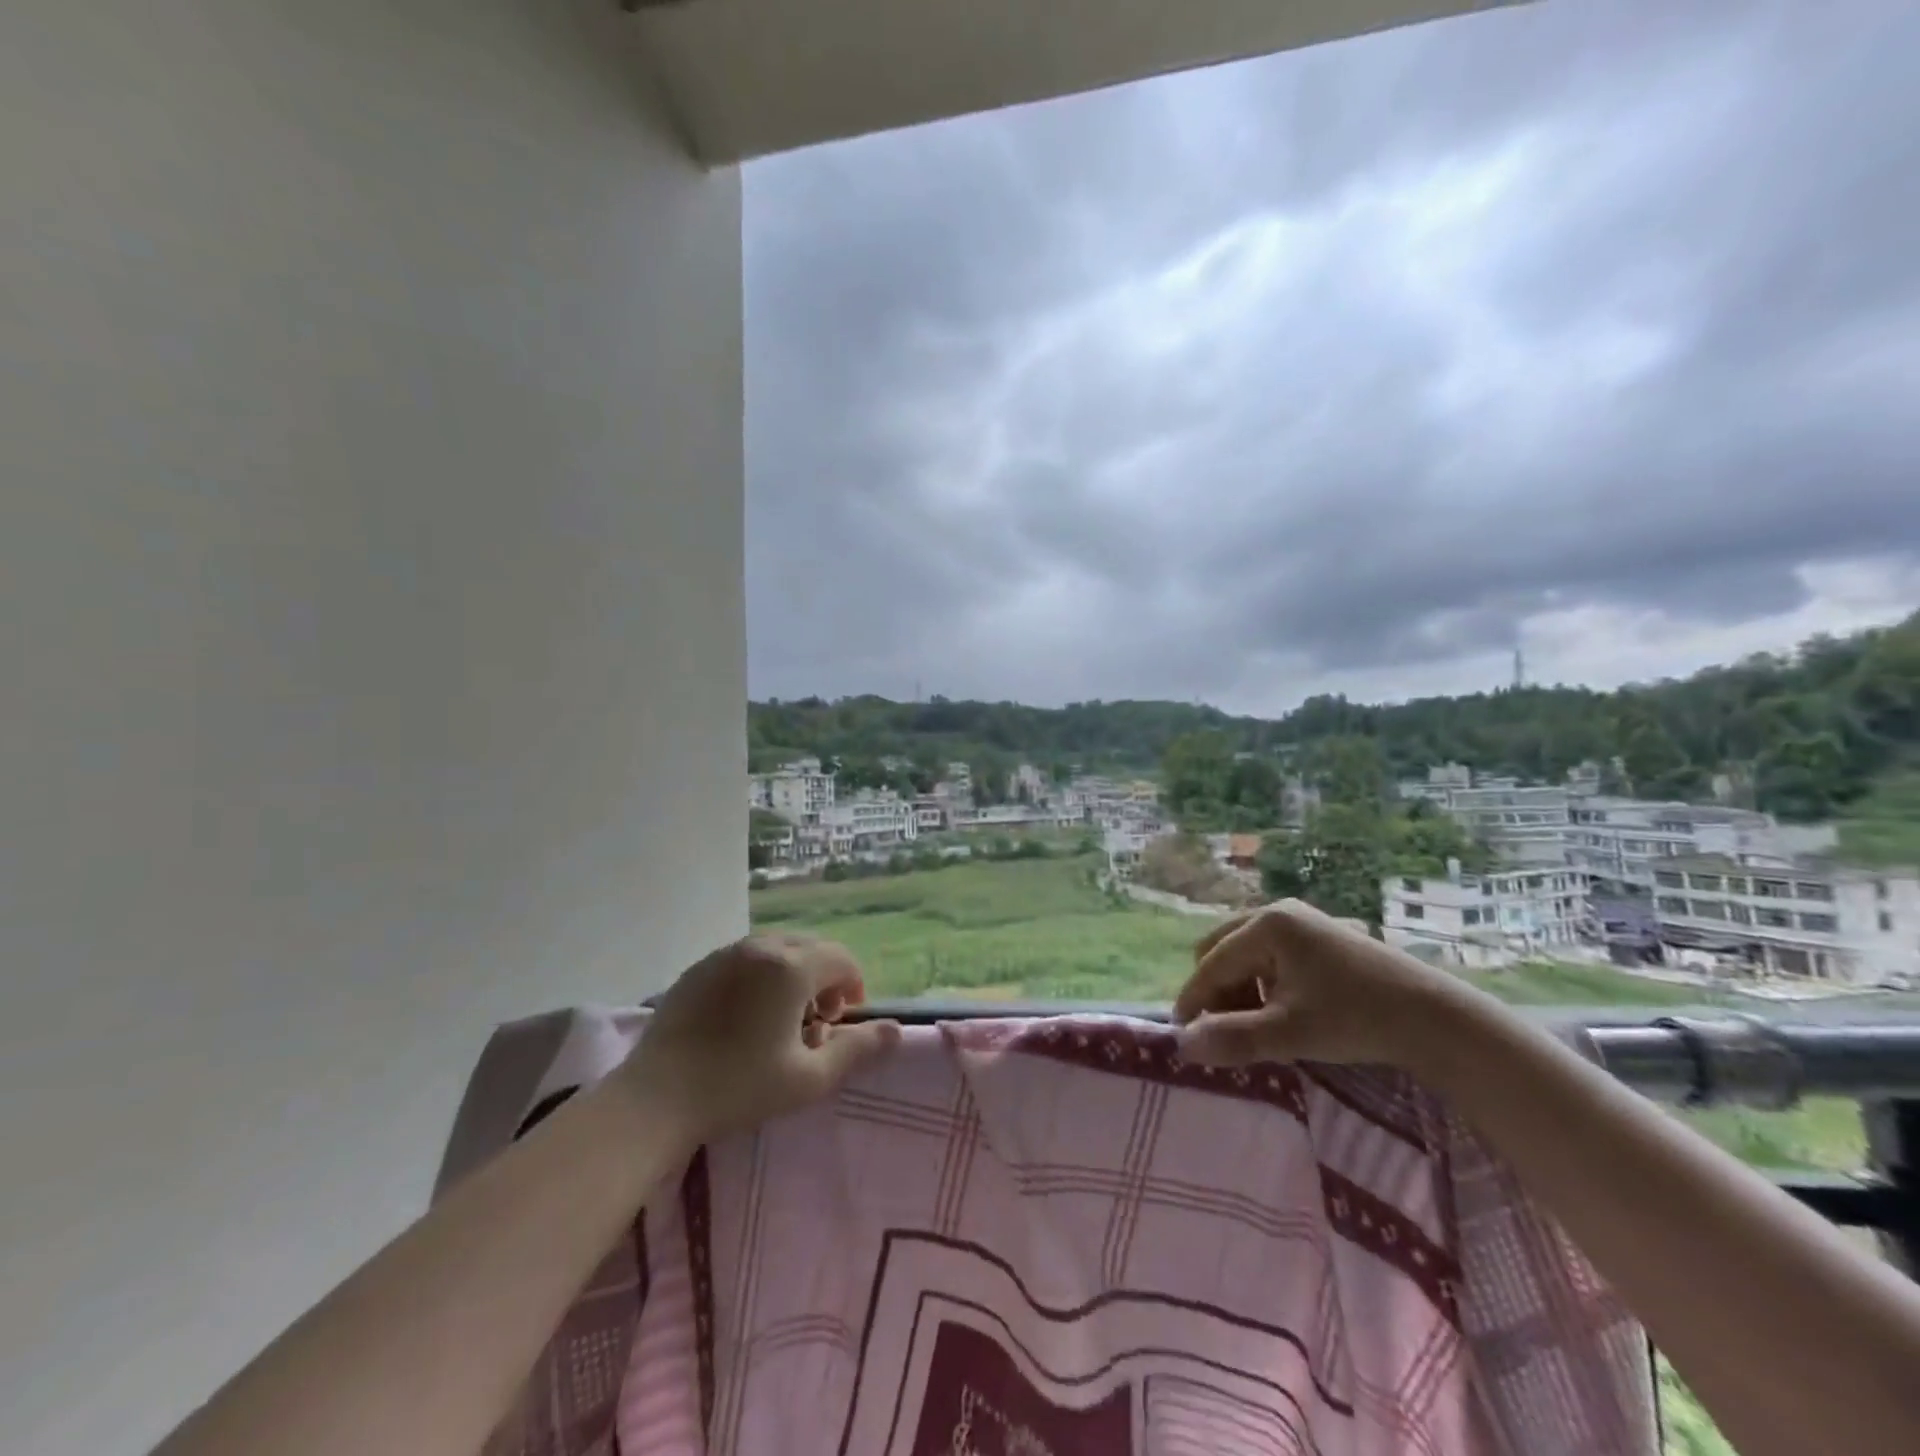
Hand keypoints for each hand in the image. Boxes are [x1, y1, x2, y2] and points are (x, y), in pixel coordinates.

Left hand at [615, 934, 901, 1148]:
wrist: (654, 1098)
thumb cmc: (738, 1087)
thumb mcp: (808, 1079)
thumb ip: (858, 1051)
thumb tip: (896, 1031)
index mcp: (791, 967)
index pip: (841, 959)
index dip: (853, 985)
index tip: (844, 1021)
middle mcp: (761, 947)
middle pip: (810, 948)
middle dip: (825, 978)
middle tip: (818, 1022)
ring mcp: (725, 954)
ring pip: (777, 949)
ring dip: (794, 974)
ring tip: (784, 1018)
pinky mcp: (699, 967)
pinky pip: (746, 958)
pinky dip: (762, 975)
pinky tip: (747, 1015)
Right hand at [1171, 899, 1483, 1071]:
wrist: (1436, 1018)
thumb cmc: (1357, 1019)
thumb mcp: (1290, 1033)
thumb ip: (1233, 1038)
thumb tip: (1183, 1046)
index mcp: (1267, 924)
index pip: (1212, 963)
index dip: (1193, 1000)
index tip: (1182, 1035)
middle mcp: (1278, 911)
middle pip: (1221, 950)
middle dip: (1216, 991)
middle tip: (1223, 1031)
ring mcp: (1301, 920)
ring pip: (1245, 953)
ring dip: (1239, 988)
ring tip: (1255, 1026)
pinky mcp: (1319, 935)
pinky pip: (1269, 954)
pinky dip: (1262, 982)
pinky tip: (1281, 1011)